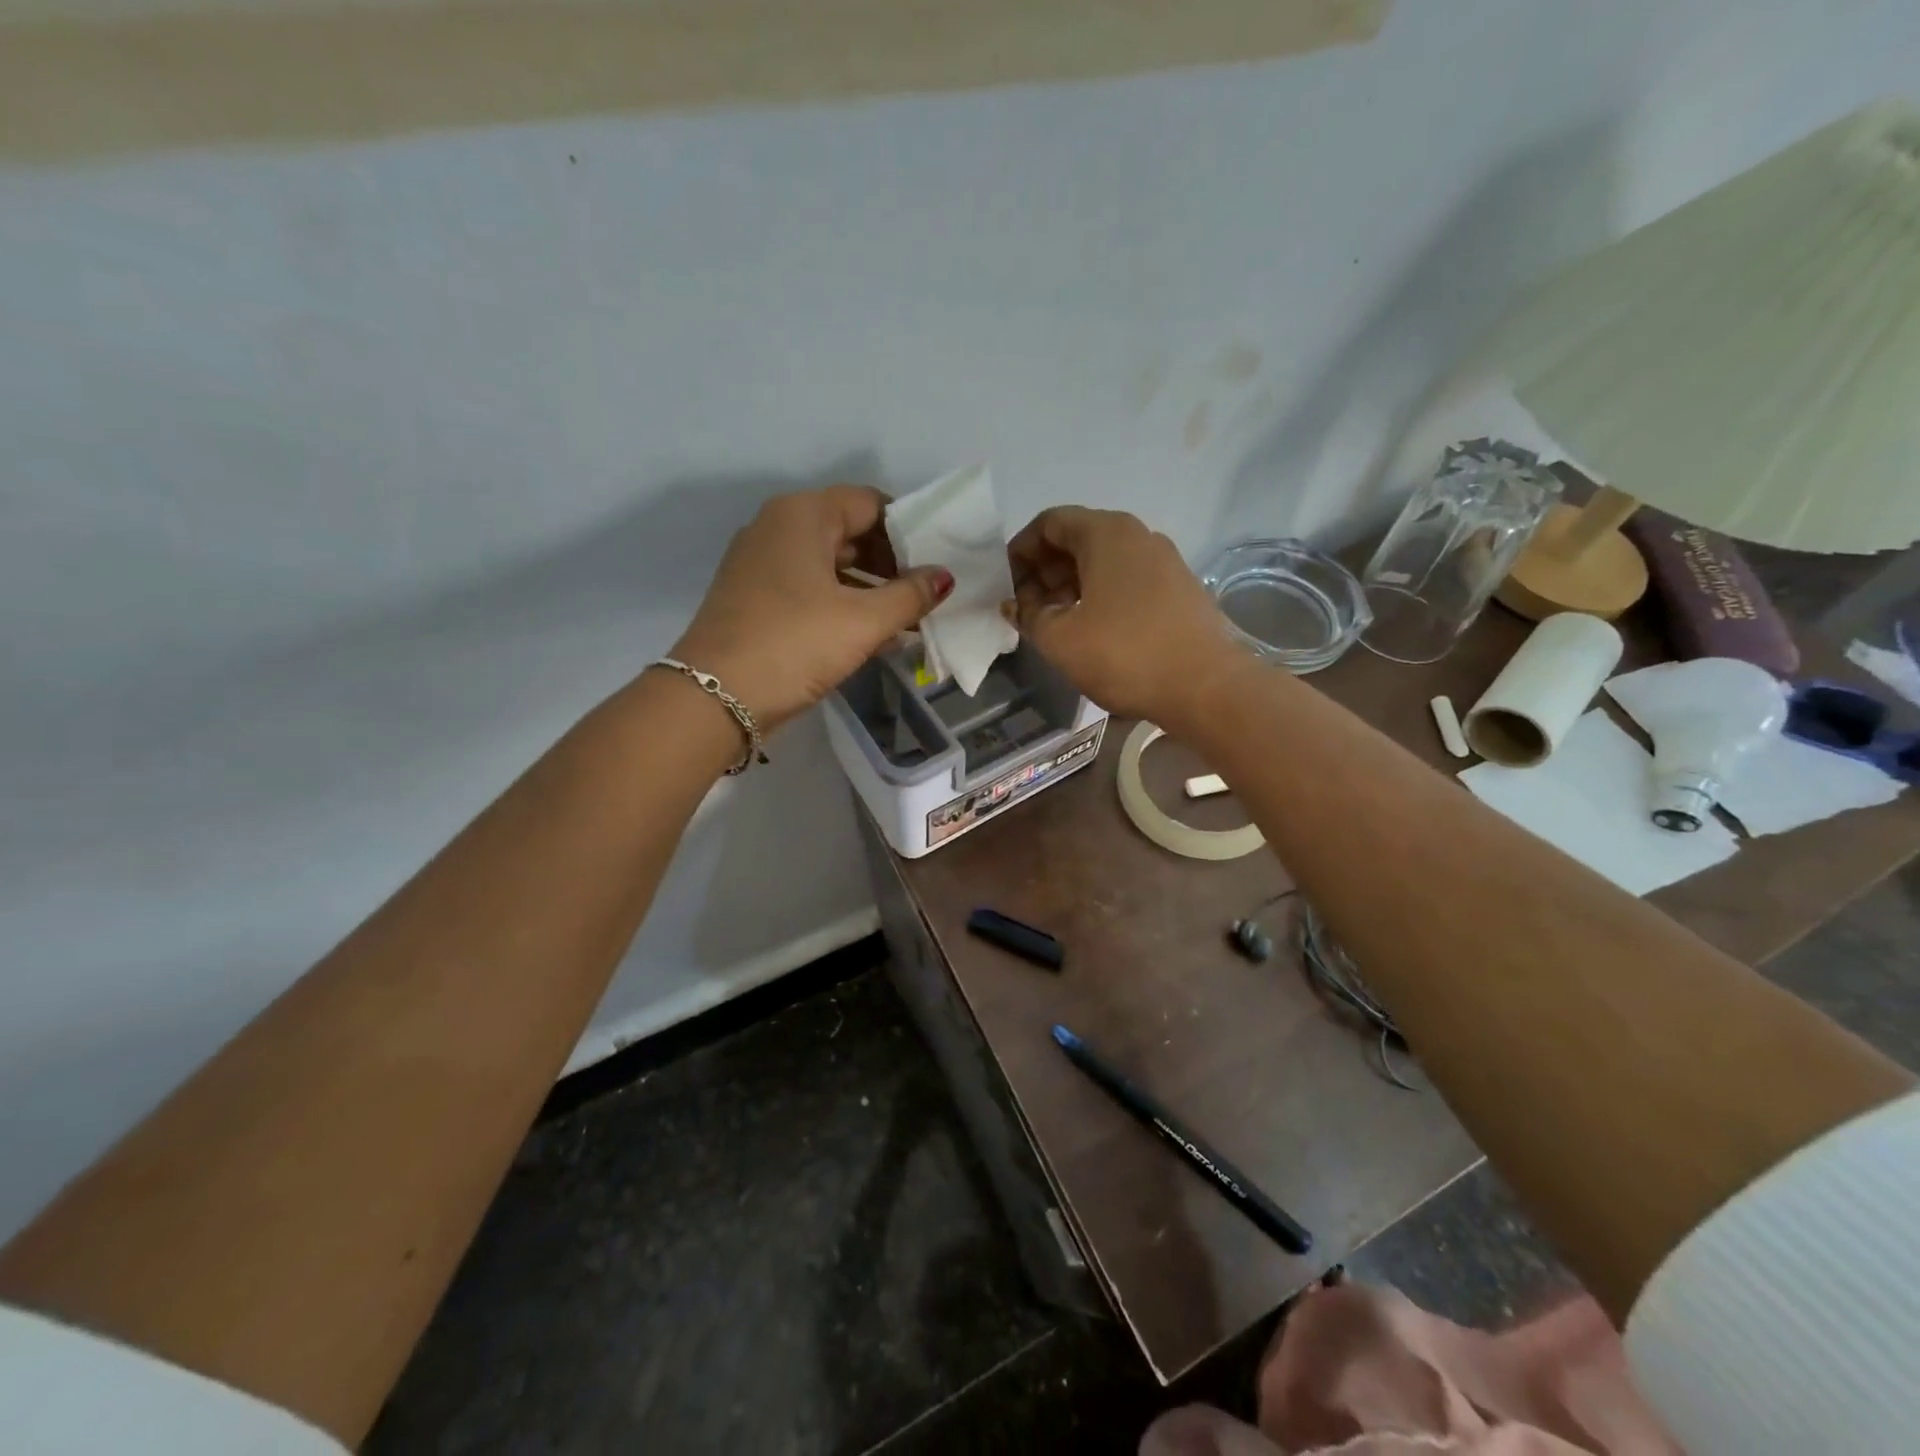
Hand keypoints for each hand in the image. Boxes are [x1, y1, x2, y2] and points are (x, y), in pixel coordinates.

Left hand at [669, 485, 952, 730]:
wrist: (714, 697)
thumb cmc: (795, 644)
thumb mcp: (863, 621)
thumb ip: (910, 595)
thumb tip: (944, 577)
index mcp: (803, 514)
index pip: (871, 503)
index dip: (910, 530)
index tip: (938, 561)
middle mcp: (778, 527)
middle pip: (850, 531)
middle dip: (892, 562)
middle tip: (928, 594)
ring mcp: (761, 563)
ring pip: (831, 564)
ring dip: (871, 588)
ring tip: (910, 619)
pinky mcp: (755, 597)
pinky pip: (811, 588)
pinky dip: (842, 604)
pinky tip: (874, 634)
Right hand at [1003, 506, 1242, 723]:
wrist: (1206, 687)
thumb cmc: (1125, 654)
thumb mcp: (1060, 638)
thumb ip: (1027, 615)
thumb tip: (1014, 605)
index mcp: (1107, 533)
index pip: (1050, 522)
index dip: (1020, 550)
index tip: (1006, 585)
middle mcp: (1138, 536)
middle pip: (1077, 539)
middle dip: (1043, 570)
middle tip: (1025, 608)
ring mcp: (1164, 561)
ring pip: (1103, 561)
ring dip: (1069, 585)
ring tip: (1053, 623)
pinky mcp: (1178, 589)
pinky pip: (1126, 579)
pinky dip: (1099, 595)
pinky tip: (1090, 630)